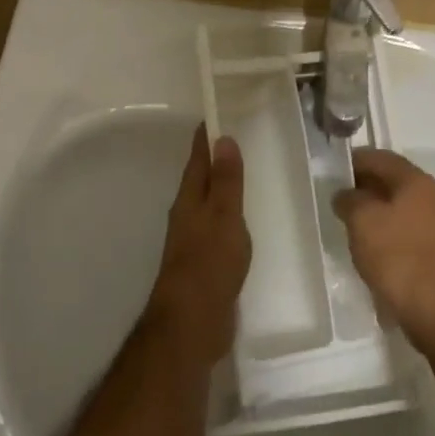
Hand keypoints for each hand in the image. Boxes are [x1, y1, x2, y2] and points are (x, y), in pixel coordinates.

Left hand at [146, 124, 251, 363]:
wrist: (193, 323)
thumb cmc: (209, 264)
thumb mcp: (223, 217)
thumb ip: (225, 181)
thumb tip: (223, 138)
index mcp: (189, 200)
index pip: (198, 158)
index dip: (207, 136)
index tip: (220, 112)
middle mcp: (187, 215)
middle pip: (201, 179)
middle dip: (216, 159)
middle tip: (240, 138)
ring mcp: (194, 240)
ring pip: (209, 204)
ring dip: (223, 187)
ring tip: (247, 174)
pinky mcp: (205, 262)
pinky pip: (219, 228)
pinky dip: (230, 215)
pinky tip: (245, 220)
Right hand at [333, 150, 434, 354]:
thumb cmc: (398, 256)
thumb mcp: (363, 220)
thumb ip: (349, 199)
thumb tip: (346, 195)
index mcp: (414, 180)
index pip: (378, 157)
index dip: (352, 160)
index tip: (329, 171)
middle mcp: (427, 196)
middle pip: (387, 181)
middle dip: (359, 187)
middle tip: (332, 198)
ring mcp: (432, 224)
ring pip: (393, 207)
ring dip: (369, 212)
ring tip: (343, 225)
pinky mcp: (430, 251)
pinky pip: (399, 231)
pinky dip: (380, 234)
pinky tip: (364, 249)